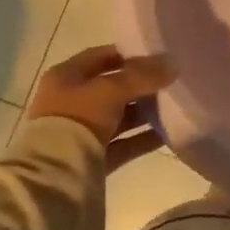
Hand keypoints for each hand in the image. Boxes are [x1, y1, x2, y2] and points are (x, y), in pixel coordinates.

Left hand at [27, 45, 173, 145]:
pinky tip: (167, 134)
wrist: (55, 175)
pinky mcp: (92, 159)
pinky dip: (142, 138)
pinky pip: (122, 144)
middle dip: (141, 85)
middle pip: (112, 88)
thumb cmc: (77, 118)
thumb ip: (143, 76)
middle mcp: (70, 102)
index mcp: (65, 77)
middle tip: (171, 81)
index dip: (128, 54)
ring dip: (144, 112)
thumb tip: (173, 64)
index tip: (158, 56)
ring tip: (175, 107)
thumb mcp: (111, 89)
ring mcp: (80, 132)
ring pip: (119, 117)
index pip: (100, 57)